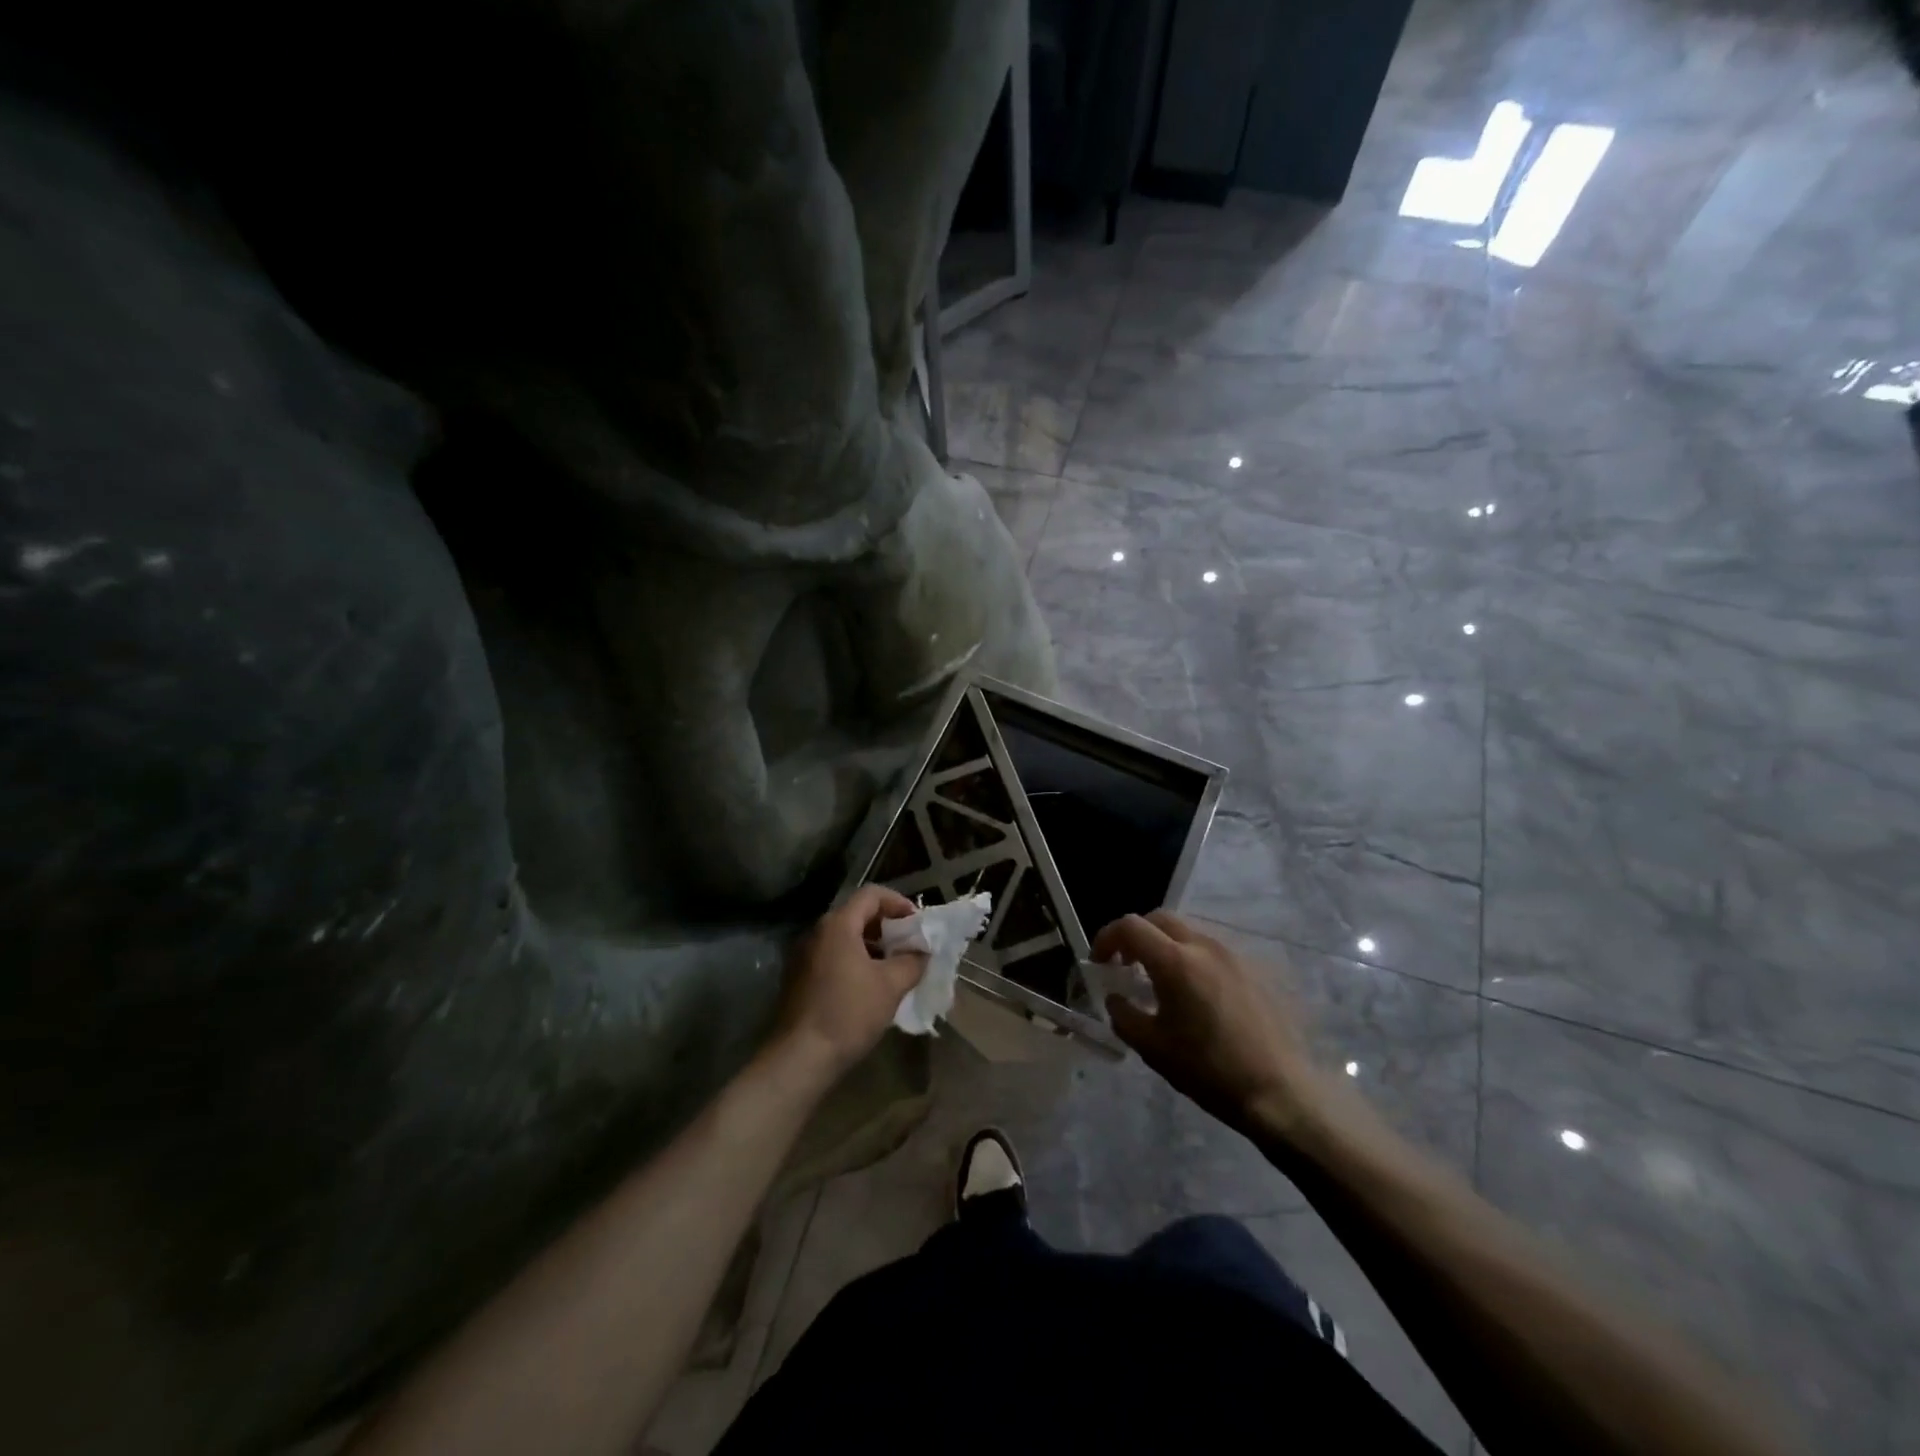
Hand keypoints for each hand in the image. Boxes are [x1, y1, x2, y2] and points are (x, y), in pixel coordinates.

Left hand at [774, 885, 926, 1077]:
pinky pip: (833, 956)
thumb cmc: (848, 1013)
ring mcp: (804, 955)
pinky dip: (855, 961)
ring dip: (873, 946)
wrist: (800, 1057)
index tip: (918, 924)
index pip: (871, 894)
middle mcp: (817, 932)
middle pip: (857, 914)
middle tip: (910, 946)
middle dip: (887, 926)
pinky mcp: (799, 978)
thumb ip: (912, 961)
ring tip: (895, 967)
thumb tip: (922, 951)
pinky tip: (870, 986)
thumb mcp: (891, 986)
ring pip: (845, 937)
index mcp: (838, 925)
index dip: (899, 903)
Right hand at [1093, 911, 1329, 1139]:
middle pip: (1160, 920)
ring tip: (1160, 983)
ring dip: (1165, 947)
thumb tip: (1115, 997)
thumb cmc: (1208, 1070)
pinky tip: (1196, 997)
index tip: (1100, 963)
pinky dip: (1192, 960)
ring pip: (1188, 934)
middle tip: (1126, 966)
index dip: (1107, 938)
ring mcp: (1233, 956)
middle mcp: (1204, 947)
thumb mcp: (1152, 1047)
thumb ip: (1123, 1014)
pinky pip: (1212, 952)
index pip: (1130, 926)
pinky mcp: (1254, 971)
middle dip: (1136, 936)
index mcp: (1175, 961)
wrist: (1279, 1092)